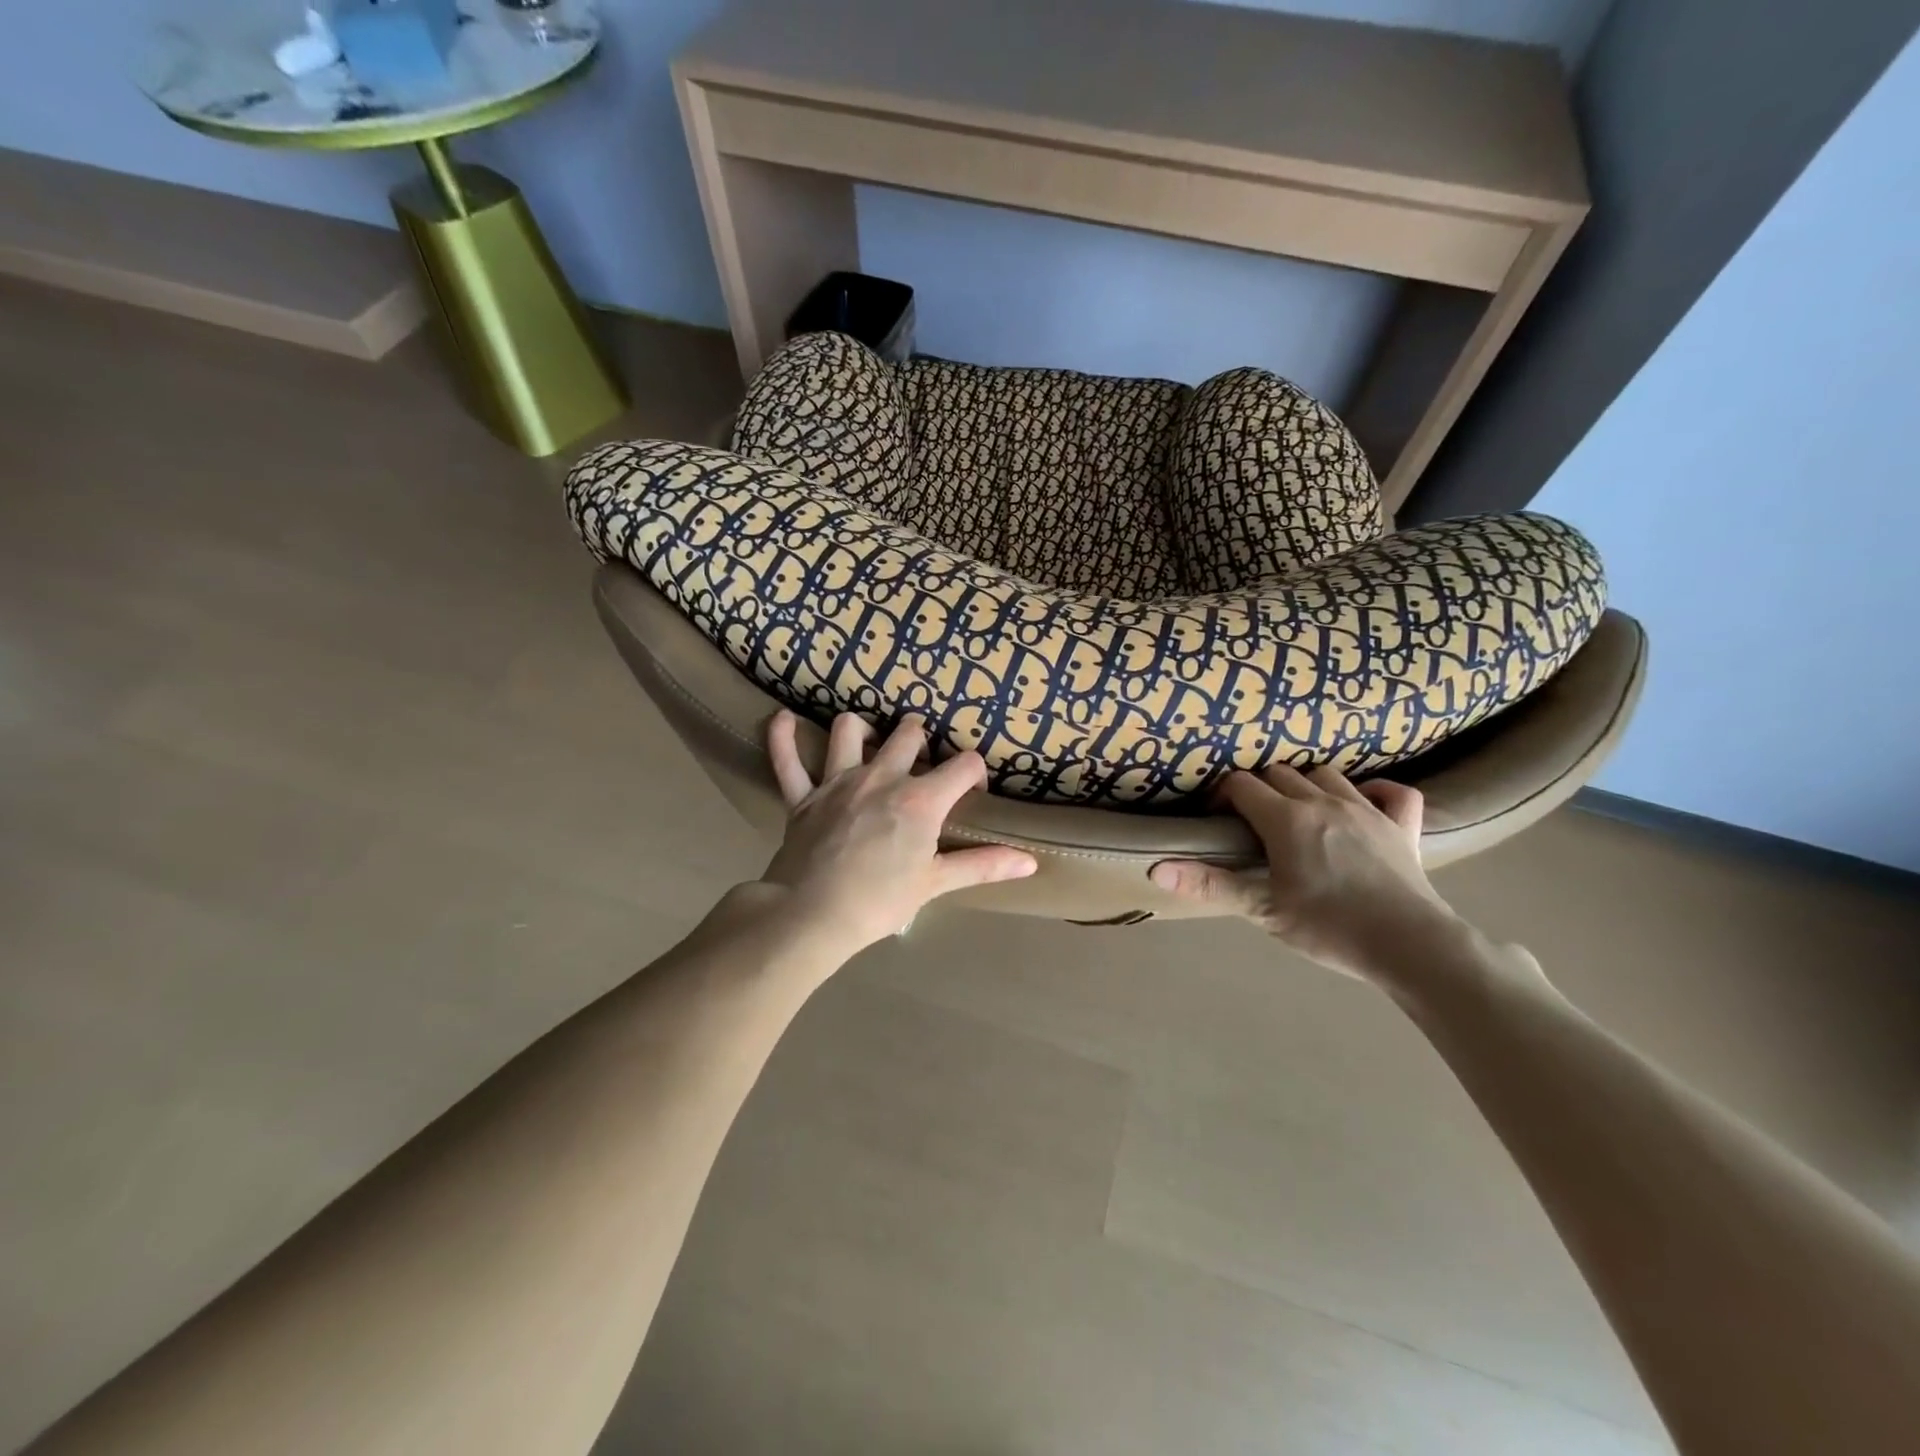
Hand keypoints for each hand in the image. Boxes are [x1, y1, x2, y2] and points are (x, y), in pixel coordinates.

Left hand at [754, 710, 1036, 960]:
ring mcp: (837, 781)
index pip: (963, 765)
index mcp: (920, 798)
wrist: (812, 915)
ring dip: (862, 729)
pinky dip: (783, 737)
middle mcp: (881, 776)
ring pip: (850, 730)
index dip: (974, 772)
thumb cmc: (880, 901)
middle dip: (921, 738)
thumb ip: (983, 865)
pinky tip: (784, 720)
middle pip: (909, 733)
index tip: (972, 791)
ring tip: (870, 740)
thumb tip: (1031, 862)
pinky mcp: (802, 796)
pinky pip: (787, 758)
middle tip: (923, 757)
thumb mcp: (936, 883)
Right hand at [1150, 765, 1459, 981]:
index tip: (1217, 820)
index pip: (1242, 785)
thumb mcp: (1261, 909)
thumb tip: (1155, 868)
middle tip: (1252, 822)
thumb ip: (1209, 883)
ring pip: (1328, 775)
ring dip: (1307, 784)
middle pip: (1281, 773)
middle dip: (1260, 788)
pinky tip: (1365, 803)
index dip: (1223, 796)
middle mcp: (1324, 802)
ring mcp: (1368, 809)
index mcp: (1286, 819)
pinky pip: (1394, 792)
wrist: (1410, 946)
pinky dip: (1377, 790)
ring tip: (1298, 811)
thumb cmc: (1328, 927)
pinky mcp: (1403, 825)